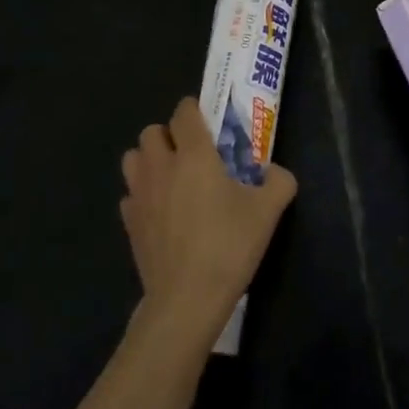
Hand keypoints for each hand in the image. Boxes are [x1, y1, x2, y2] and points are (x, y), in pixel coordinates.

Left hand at [120, 98, 296, 349]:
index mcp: (194, 155)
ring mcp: (140, 195)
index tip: (207, 121)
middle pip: (151, 131)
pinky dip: (142, 195)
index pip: (184, 112)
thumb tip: (276, 172)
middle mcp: (161, 166)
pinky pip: (130, 195)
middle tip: (191, 153)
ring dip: (149, 160)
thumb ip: (279, 182)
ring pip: (133, 159)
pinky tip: (160, 211)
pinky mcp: (129, 223)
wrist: (186, 298)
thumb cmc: (229, 246)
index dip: (194, 110)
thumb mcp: (268, 211)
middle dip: (169, 135)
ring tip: (170, 177)